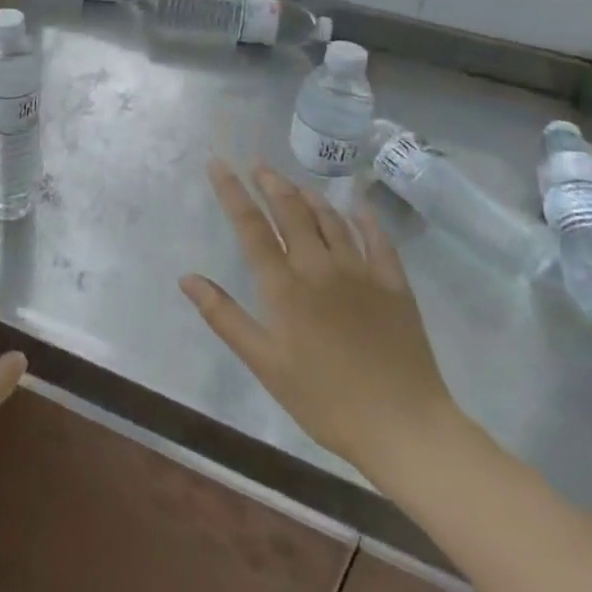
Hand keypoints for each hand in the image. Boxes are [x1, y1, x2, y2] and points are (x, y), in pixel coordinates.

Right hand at [180, 160, 463, 477]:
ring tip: (294, 183)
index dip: (231, 191)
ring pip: (330, 218)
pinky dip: (364, 218)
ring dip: (308, 195)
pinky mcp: (394, 284)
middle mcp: (319, 266)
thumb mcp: (265, 363)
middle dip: (270, 182)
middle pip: (290, 210)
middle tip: (257, 163)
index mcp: (284, 286)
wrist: (405, 428)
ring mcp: (360, 272)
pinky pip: (378, 239)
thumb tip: (186, 278)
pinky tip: (357, 207)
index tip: (218, 163)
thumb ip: (224, 316)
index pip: (250, 225)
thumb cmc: (325, 400)